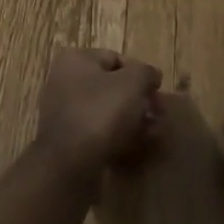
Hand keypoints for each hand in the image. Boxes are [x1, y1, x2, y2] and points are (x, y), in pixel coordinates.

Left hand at [33, 47, 163, 184]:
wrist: (70, 165)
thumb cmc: (101, 112)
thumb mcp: (133, 82)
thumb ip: (146, 72)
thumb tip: (151, 76)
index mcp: (75, 60)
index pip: (115, 58)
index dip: (141, 73)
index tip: (157, 91)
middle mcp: (64, 82)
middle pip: (112, 87)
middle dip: (139, 100)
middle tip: (159, 115)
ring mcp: (64, 114)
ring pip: (107, 112)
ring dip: (133, 120)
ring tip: (154, 133)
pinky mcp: (68, 142)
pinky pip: (99, 133)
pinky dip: (119, 137)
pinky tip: (138, 147)